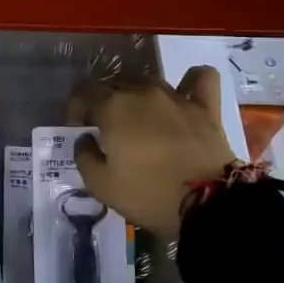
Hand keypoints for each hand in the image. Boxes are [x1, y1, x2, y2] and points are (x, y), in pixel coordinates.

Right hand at [69, 66, 235, 240]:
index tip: (79, 130)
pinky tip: (184, 94)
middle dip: (103, 102)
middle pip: (114, 84)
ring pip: (148, 80)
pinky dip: (190, 81)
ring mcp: (176, 96)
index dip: (76, 109)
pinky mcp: (205, 106)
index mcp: (113, 107)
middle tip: (106, 129)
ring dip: (137, 94)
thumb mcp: (101, 185)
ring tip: (138, 117)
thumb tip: (85, 139)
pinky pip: (200, 78)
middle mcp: (142, 92)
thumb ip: (83, 156)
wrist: (207, 204)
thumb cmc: (148, 194)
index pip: (84, 92)